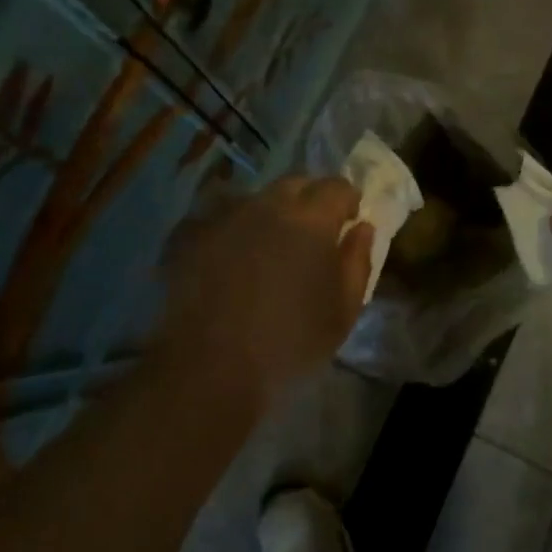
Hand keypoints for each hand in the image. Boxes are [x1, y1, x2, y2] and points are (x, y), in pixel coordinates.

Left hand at [156, 176, 374, 411]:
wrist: (210, 368)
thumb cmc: (289, 342)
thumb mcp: (343, 311)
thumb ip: (358, 261)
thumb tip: (362, 228)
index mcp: (311, 218)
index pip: (337, 186)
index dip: (347, 200)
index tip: (348, 220)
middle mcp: (267, 204)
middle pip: (295, 184)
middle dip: (309, 199)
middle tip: (311, 232)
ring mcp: (224, 215)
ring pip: (255, 198)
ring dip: (268, 213)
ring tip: (266, 246)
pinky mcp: (190, 233)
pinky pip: (218, 217)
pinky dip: (230, 229)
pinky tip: (227, 256)